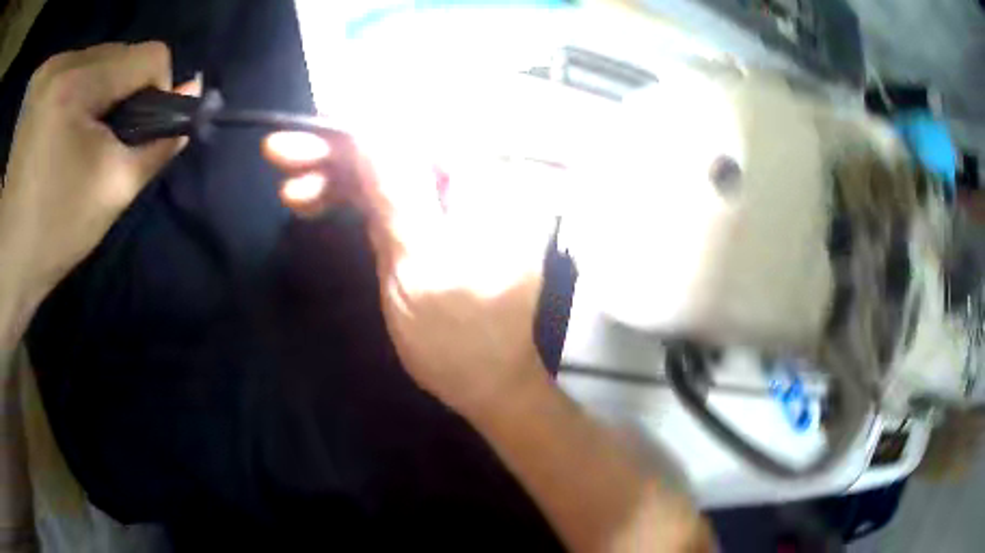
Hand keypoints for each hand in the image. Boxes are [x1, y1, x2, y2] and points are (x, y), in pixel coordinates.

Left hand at [0, 42, 198, 302]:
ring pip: (84, 62)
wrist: (2, 268)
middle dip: (114, 94)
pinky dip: (63, 97)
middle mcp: (56, 63)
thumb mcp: (108, 194)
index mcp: (74, 85)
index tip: (138, 127)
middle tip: (96, 143)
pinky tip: (46, 134)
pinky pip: (59, 74)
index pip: (147, 56)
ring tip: (65, 142)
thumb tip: (192, 94)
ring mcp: (41, 74)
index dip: (157, 88)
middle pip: (112, 55)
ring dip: (86, 95)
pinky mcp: (31, 89)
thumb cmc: (48, 238)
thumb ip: (153, 143)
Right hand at [264, 130, 560, 419]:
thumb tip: (368, 129)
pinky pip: (382, 200)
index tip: (308, 127)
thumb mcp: (421, 263)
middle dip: (335, 150)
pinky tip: (311, 202)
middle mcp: (463, 182)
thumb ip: (396, 193)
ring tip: (288, 190)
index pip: (410, 131)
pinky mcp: (424, 226)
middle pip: (391, 148)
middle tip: (279, 152)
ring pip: (381, 173)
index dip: (356, 126)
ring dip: (333, 176)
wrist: (485, 381)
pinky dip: (347, 199)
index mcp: (478, 182)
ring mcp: (442, 204)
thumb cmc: (460, 335)